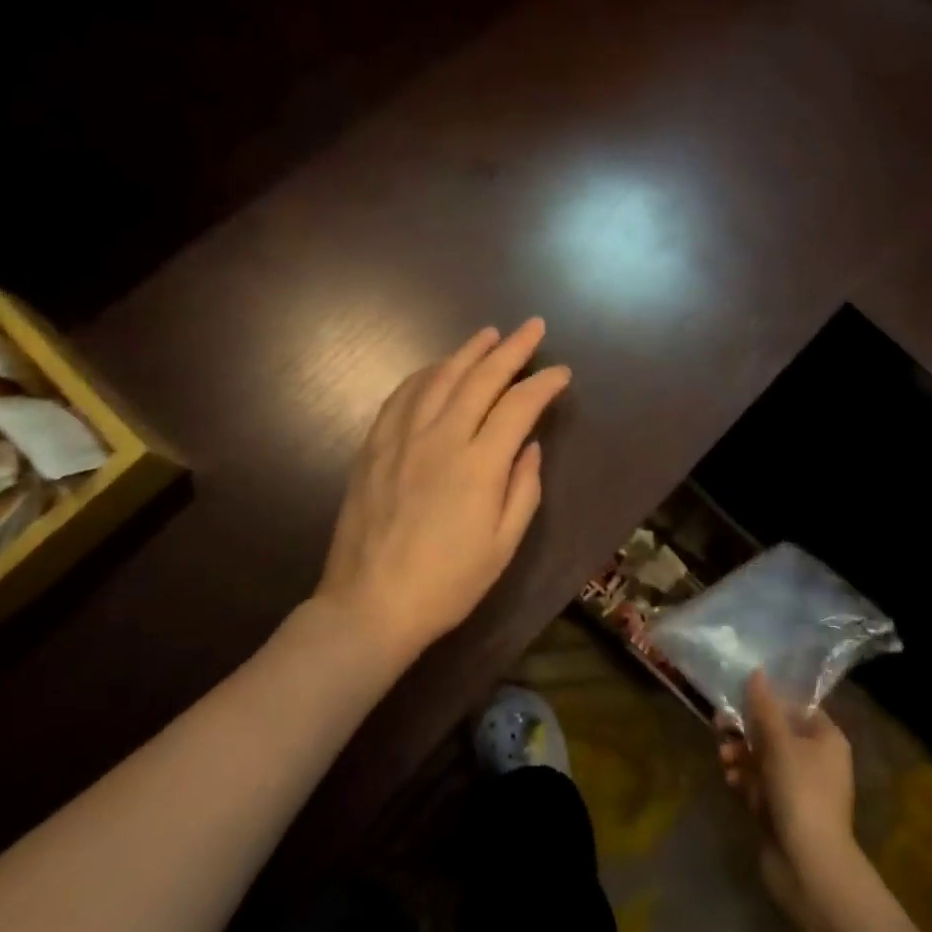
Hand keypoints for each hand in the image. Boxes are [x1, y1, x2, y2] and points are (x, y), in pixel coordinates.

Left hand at [316, 319, 570, 662]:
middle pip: (481, 378)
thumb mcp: (503, 545)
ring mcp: (402, 438)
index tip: (561, 373)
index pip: (518, 405)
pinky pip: (401, 396)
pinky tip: (436, 368)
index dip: (543, 384)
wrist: (370, 604)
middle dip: (512, 348)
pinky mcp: (374, 446)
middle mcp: (441, 438)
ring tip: (488, 335)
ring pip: (439, 378)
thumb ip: (523, 489)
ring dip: (467, 351)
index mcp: (479, 464)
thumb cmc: (447, 583)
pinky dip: (424, 374)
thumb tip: (528, 445)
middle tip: (532, 327)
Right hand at [718, 670, 857, 926]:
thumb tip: (757, 672)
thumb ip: (764, 707)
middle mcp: (815, 759)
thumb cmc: (801, 792)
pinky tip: (731, 782)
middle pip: (774, 731)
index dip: (769, 699)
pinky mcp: (781, 811)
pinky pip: (758, 784)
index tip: (740, 695)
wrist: (809, 867)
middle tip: (720, 725)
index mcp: (826, 739)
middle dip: (746, 729)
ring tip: (724, 759)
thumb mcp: (780, 742)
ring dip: (740, 754)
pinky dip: (744, 780)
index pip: (797, 706)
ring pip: (762, 758)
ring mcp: (797, 787)